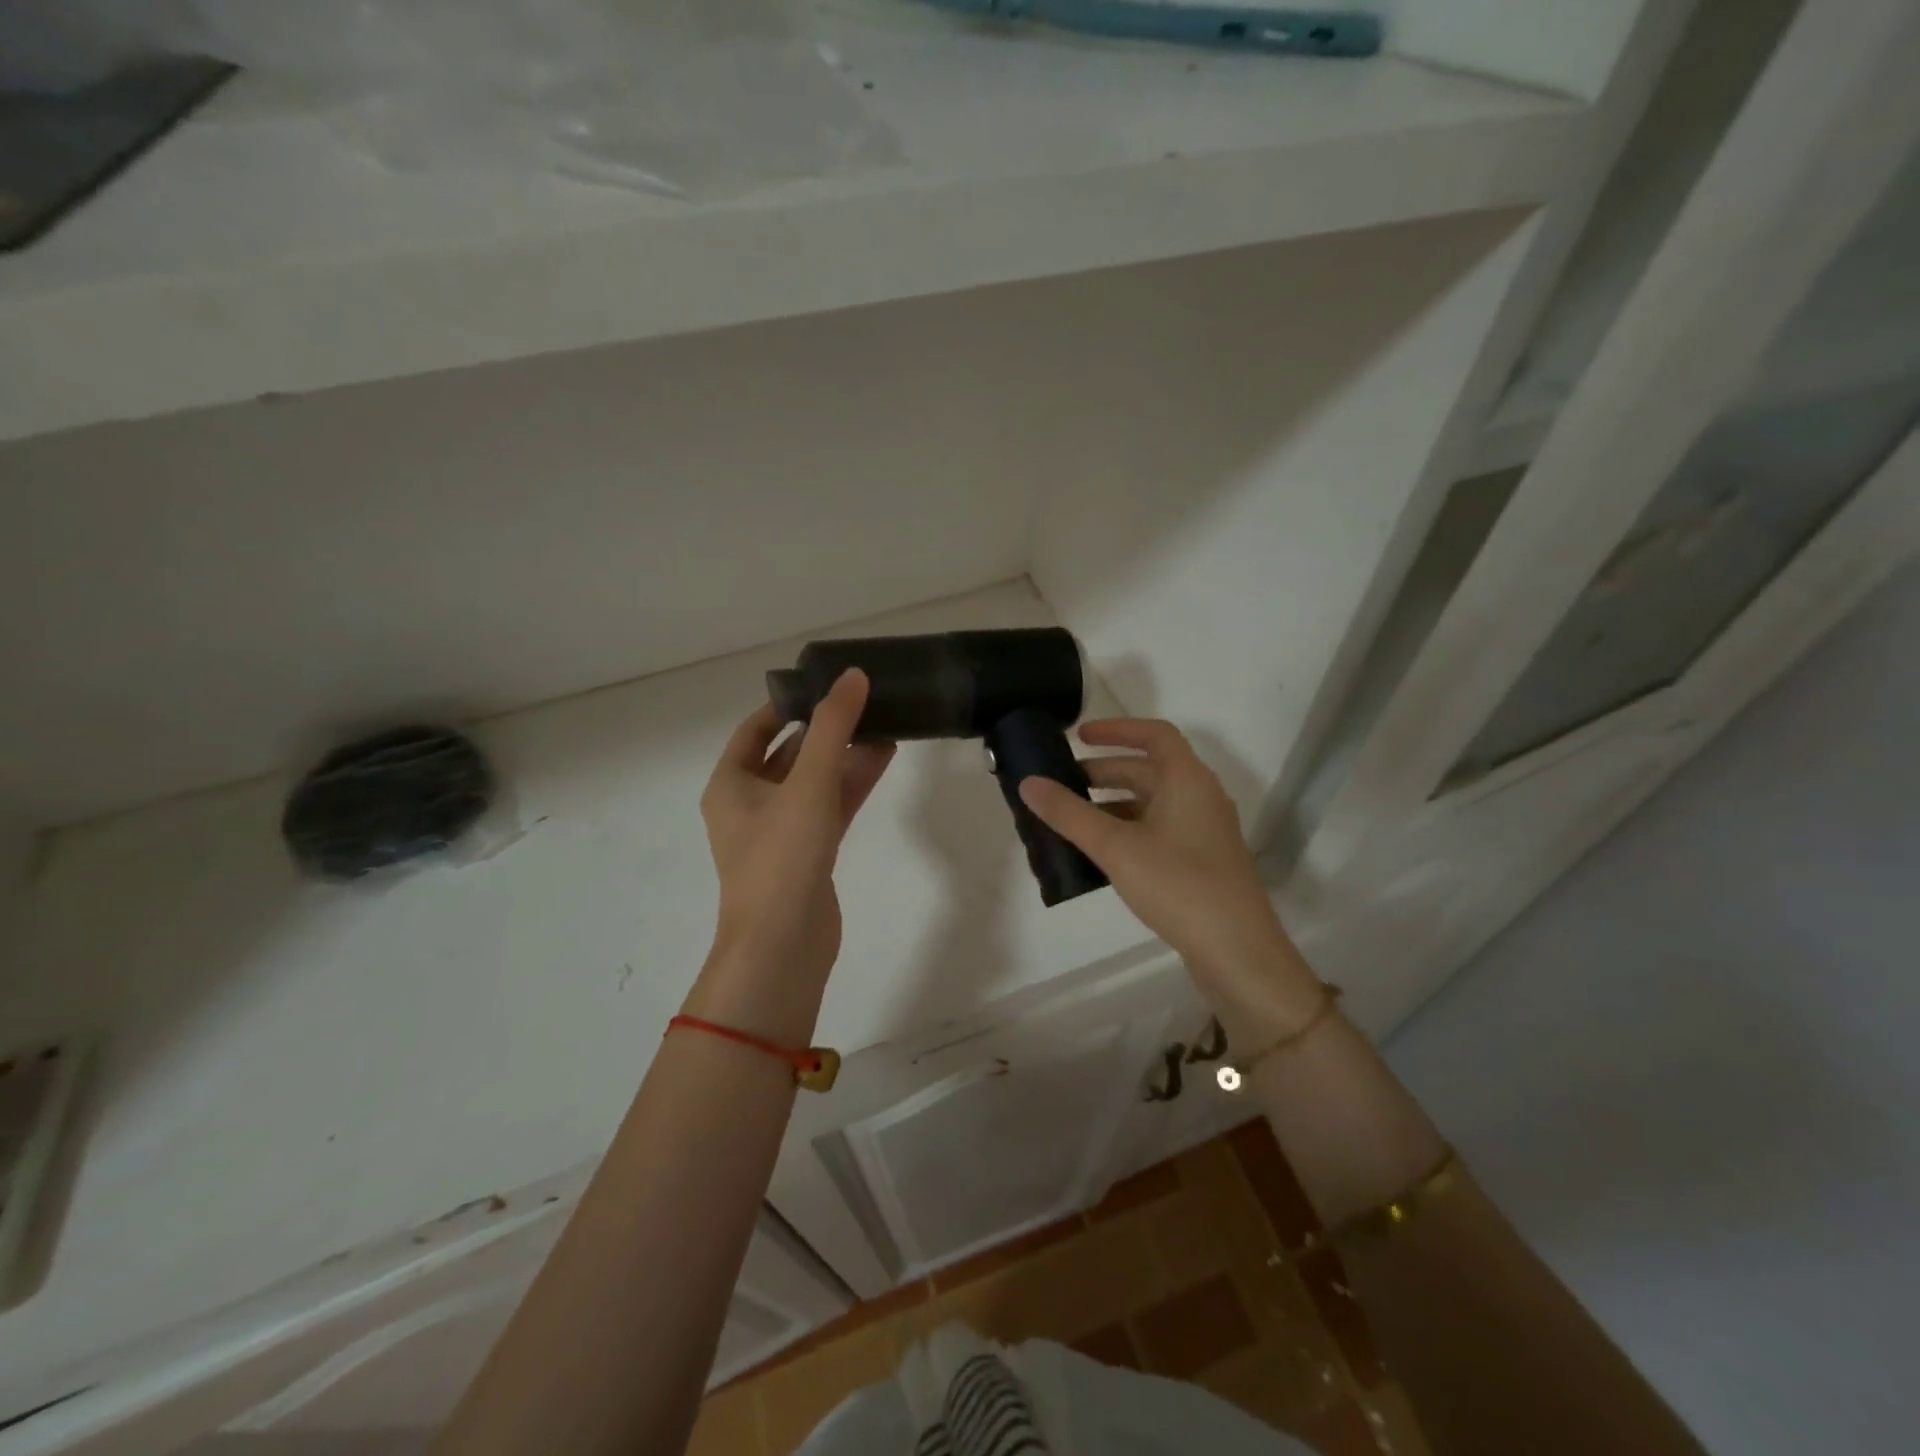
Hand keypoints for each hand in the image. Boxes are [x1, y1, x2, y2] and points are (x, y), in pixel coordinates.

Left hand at [697, 670, 895, 995]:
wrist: (783, 946)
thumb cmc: (782, 857)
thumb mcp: (807, 783)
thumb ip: (832, 727)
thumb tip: (853, 675)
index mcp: (730, 784)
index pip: (756, 729)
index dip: (788, 704)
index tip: (825, 683)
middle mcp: (751, 804)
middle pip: (788, 753)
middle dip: (824, 728)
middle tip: (863, 699)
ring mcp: (781, 831)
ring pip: (815, 780)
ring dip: (845, 754)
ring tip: (883, 722)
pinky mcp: (809, 854)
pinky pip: (831, 806)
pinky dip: (853, 783)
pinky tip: (884, 759)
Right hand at [1019, 720, 1317, 1023]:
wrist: (1238, 952)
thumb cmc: (1178, 885)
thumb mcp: (1115, 847)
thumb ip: (1069, 814)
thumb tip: (1028, 783)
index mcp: (1188, 780)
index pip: (1154, 734)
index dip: (1116, 730)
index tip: (1078, 736)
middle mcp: (1200, 797)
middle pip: (1149, 770)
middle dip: (1104, 772)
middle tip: (1062, 784)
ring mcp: (1203, 831)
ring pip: (1152, 803)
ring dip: (1112, 804)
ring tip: (1072, 821)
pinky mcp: (1201, 861)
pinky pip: (1158, 830)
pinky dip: (1127, 830)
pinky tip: (1100, 855)